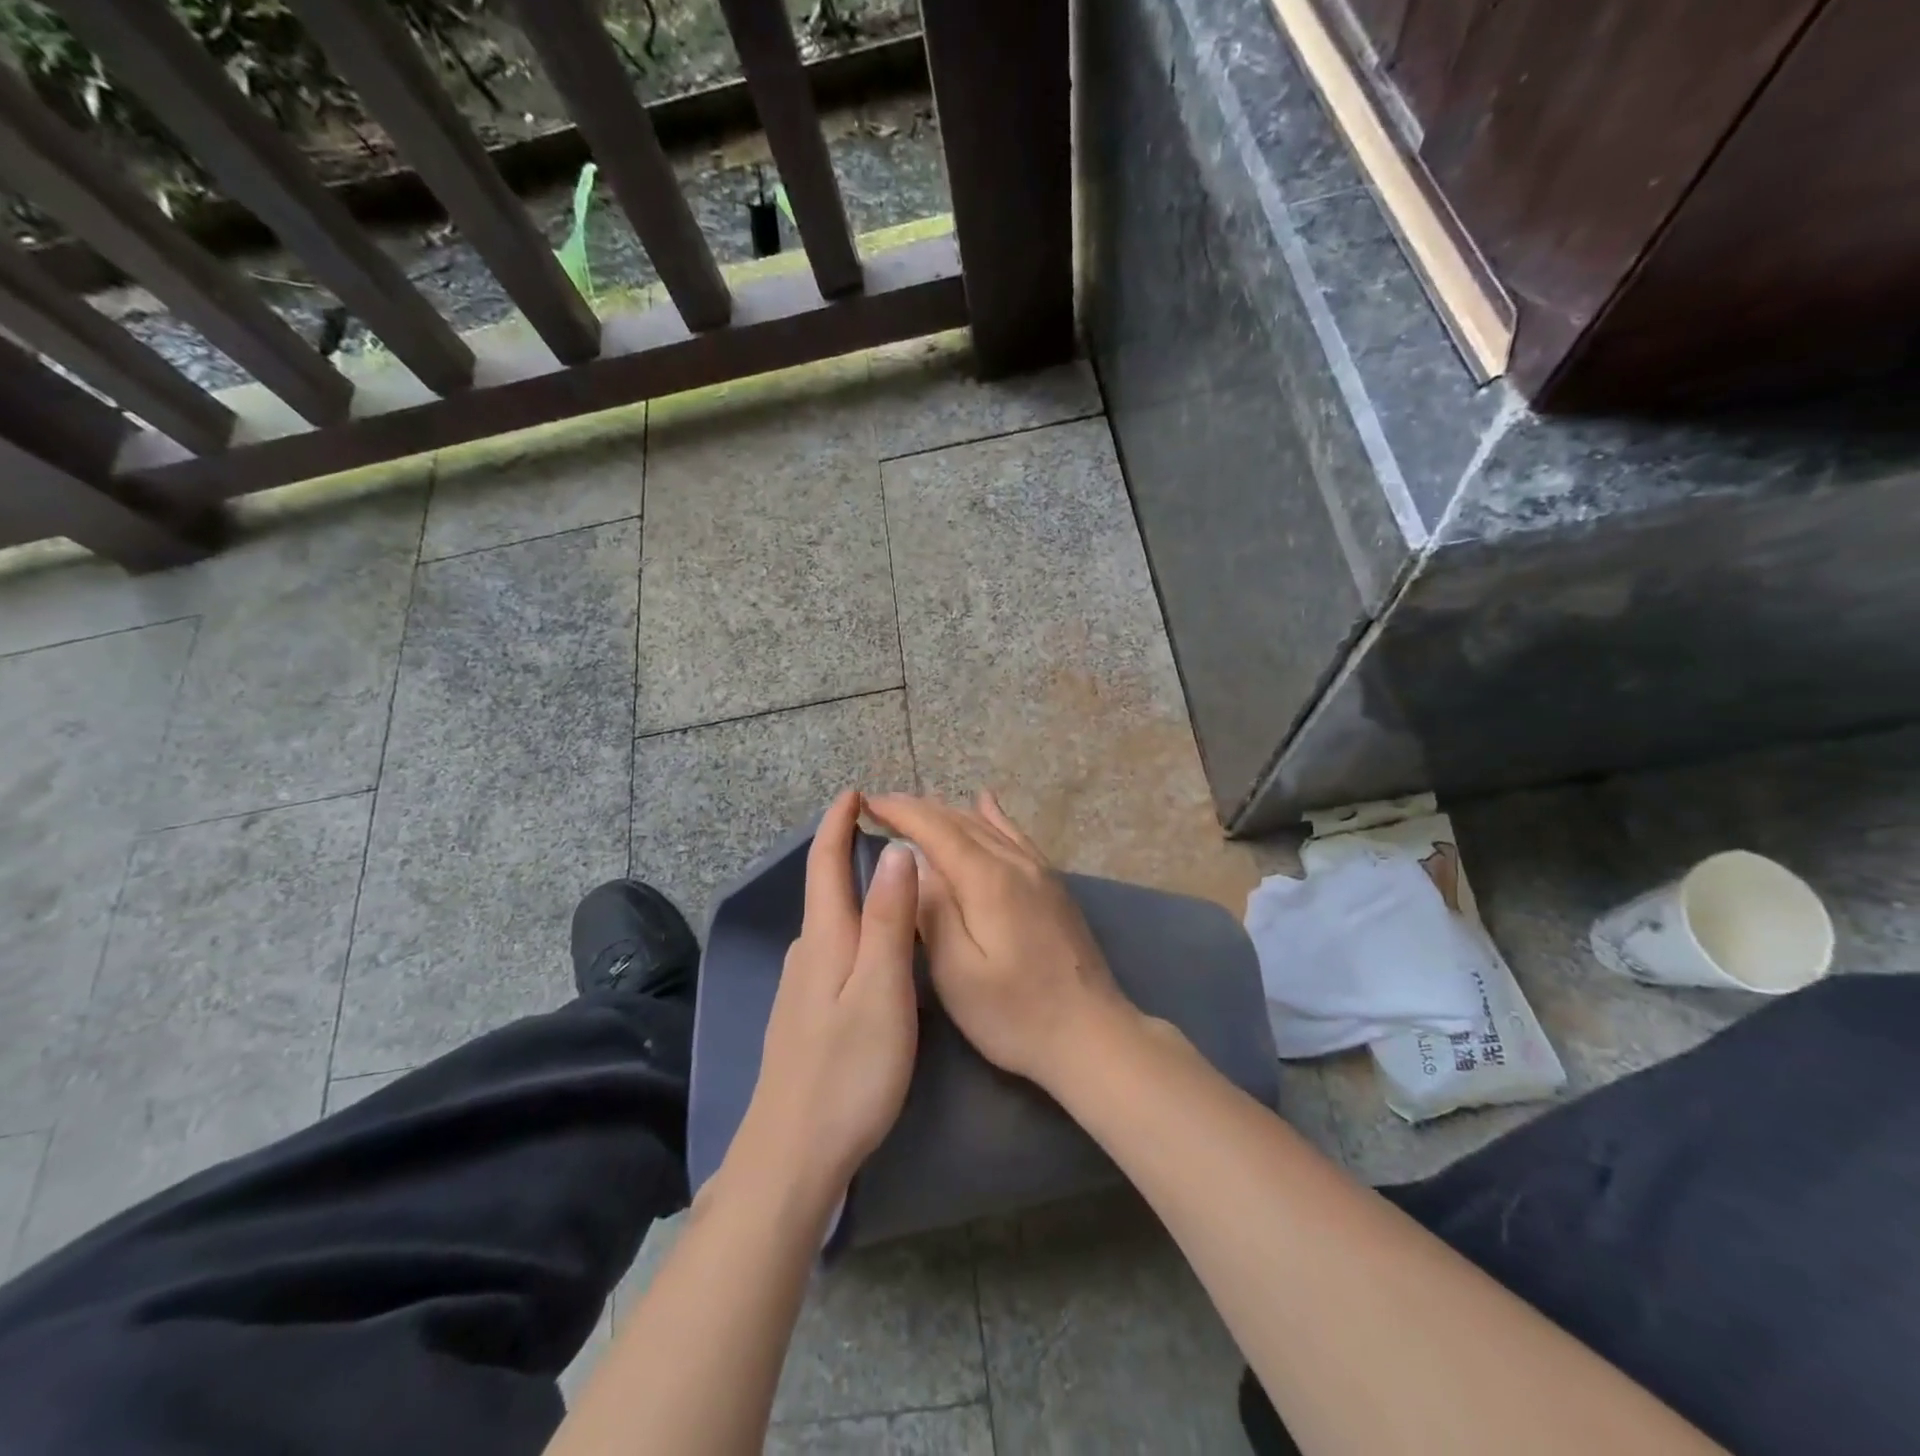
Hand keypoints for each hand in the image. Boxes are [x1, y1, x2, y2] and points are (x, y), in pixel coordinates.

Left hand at [729, 790, 919, 1202]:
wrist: (791, 1156)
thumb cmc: (848, 1070)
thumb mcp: (882, 990)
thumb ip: (890, 920)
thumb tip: (895, 849)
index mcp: (825, 939)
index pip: (826, 864)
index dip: (837, 824)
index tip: (853, 791)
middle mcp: (806, 953)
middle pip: (824, 888)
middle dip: (845, 850)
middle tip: (882, 828)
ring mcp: (800, 988)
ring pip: (828, 921)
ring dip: (849, 888)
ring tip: (884, 877)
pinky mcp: (804, 1016)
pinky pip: (830, 949)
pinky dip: (851, 925)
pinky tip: (868, 945)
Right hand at [866, 791, 1130, 1091]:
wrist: (1091, 1034)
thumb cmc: (1015, 1014)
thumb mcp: (957, 973)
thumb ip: (933, 911)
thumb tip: (912, 863)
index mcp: (987, 880)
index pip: (936, 829)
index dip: (900, 812)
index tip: (868, 803)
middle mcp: (1015, 863)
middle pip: (960, 822)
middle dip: (918, 809)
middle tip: (881, 806)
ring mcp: (1039, 871)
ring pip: (987, 826)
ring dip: (948, 812)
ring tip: (916, 808)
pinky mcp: (1052, 885)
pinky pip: (1016, 836)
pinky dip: (992, 817)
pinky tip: (985, 802)